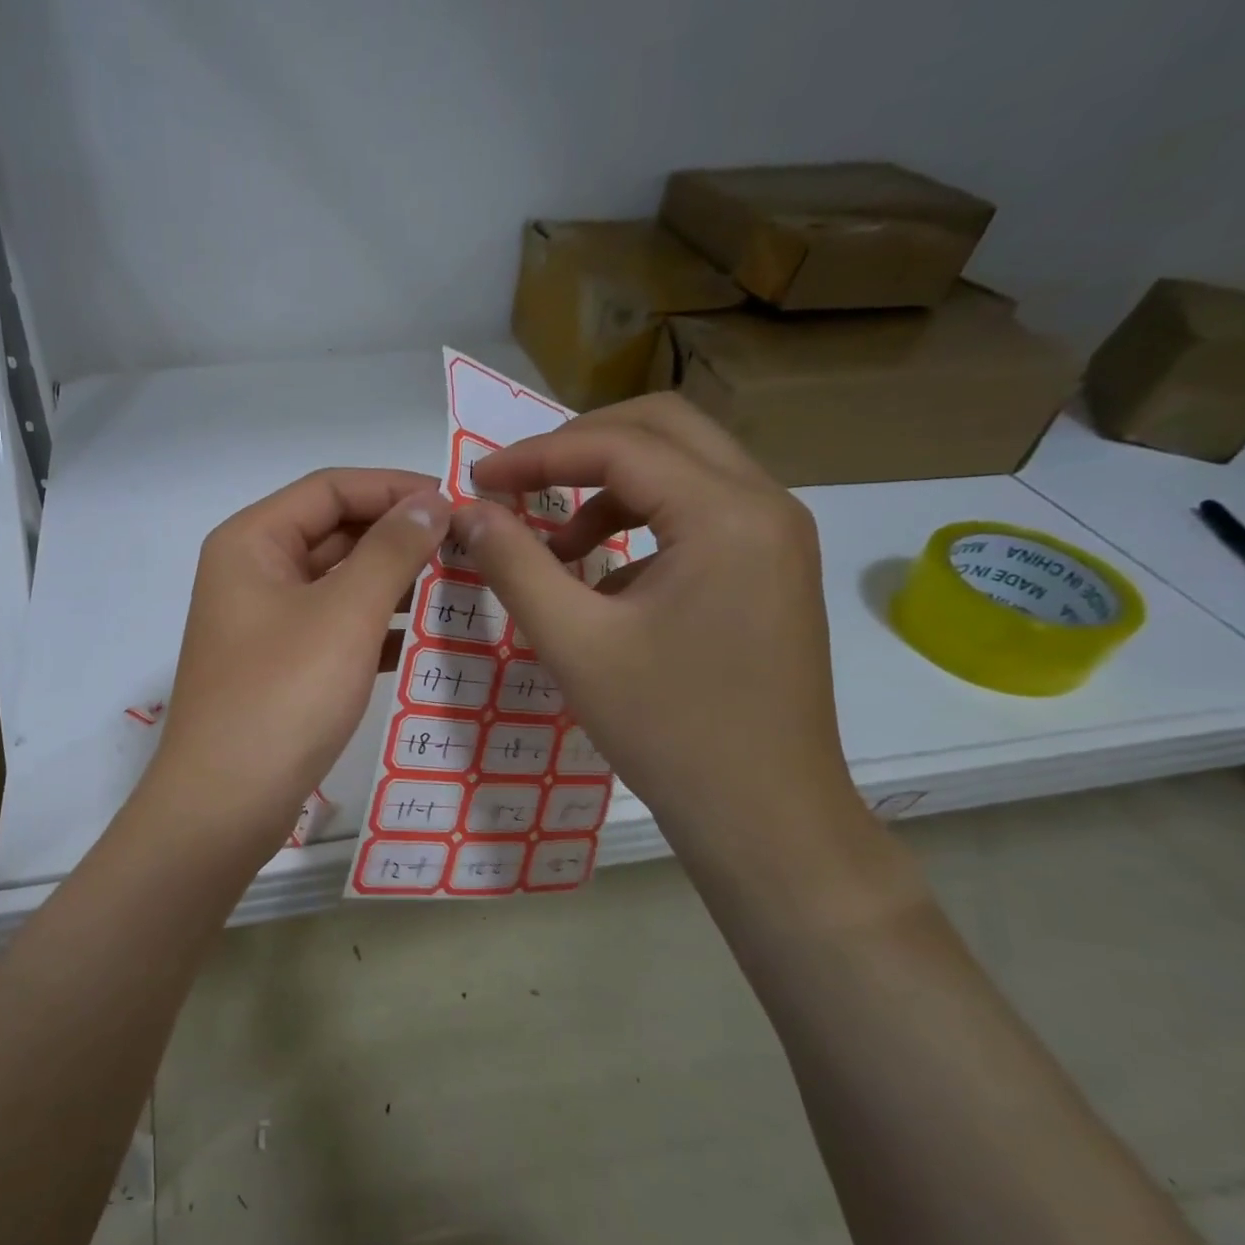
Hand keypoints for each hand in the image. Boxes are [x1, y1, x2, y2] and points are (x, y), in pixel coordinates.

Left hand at [151, 468, 449, 849]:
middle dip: (398, 537)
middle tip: (468, 547)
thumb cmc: (282, 696)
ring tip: (459, 587)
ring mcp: (265, 623)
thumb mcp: (344, 614)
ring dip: (394, 583)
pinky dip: (377, 628)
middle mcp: (253, 573)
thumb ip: (392, 550)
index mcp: (252, 542)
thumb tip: (431, 501)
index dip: (394, 488)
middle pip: (334, 532)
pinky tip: (426, 639)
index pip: (330, 488)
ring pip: (339, 583)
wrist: (225, 804)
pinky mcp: (281, 666)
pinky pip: (336, 628)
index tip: (457, 504)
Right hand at [455, 393, 860, 865]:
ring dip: (610, 487)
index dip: (537, 455)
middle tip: (519, 486)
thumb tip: (467, 512)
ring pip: (684, 469)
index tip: (478, 482)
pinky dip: (641, 522)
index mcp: (725, 513)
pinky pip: (700, 513)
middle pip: (663, 430)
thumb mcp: (573, 643)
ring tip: (556, 548)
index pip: (619, 445)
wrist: (763, 814)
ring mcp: (777, 537)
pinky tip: (605, 581)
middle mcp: (765, 505)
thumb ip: (514, 565)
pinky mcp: (772, 570)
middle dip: (579, 448)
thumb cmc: (667, 729)